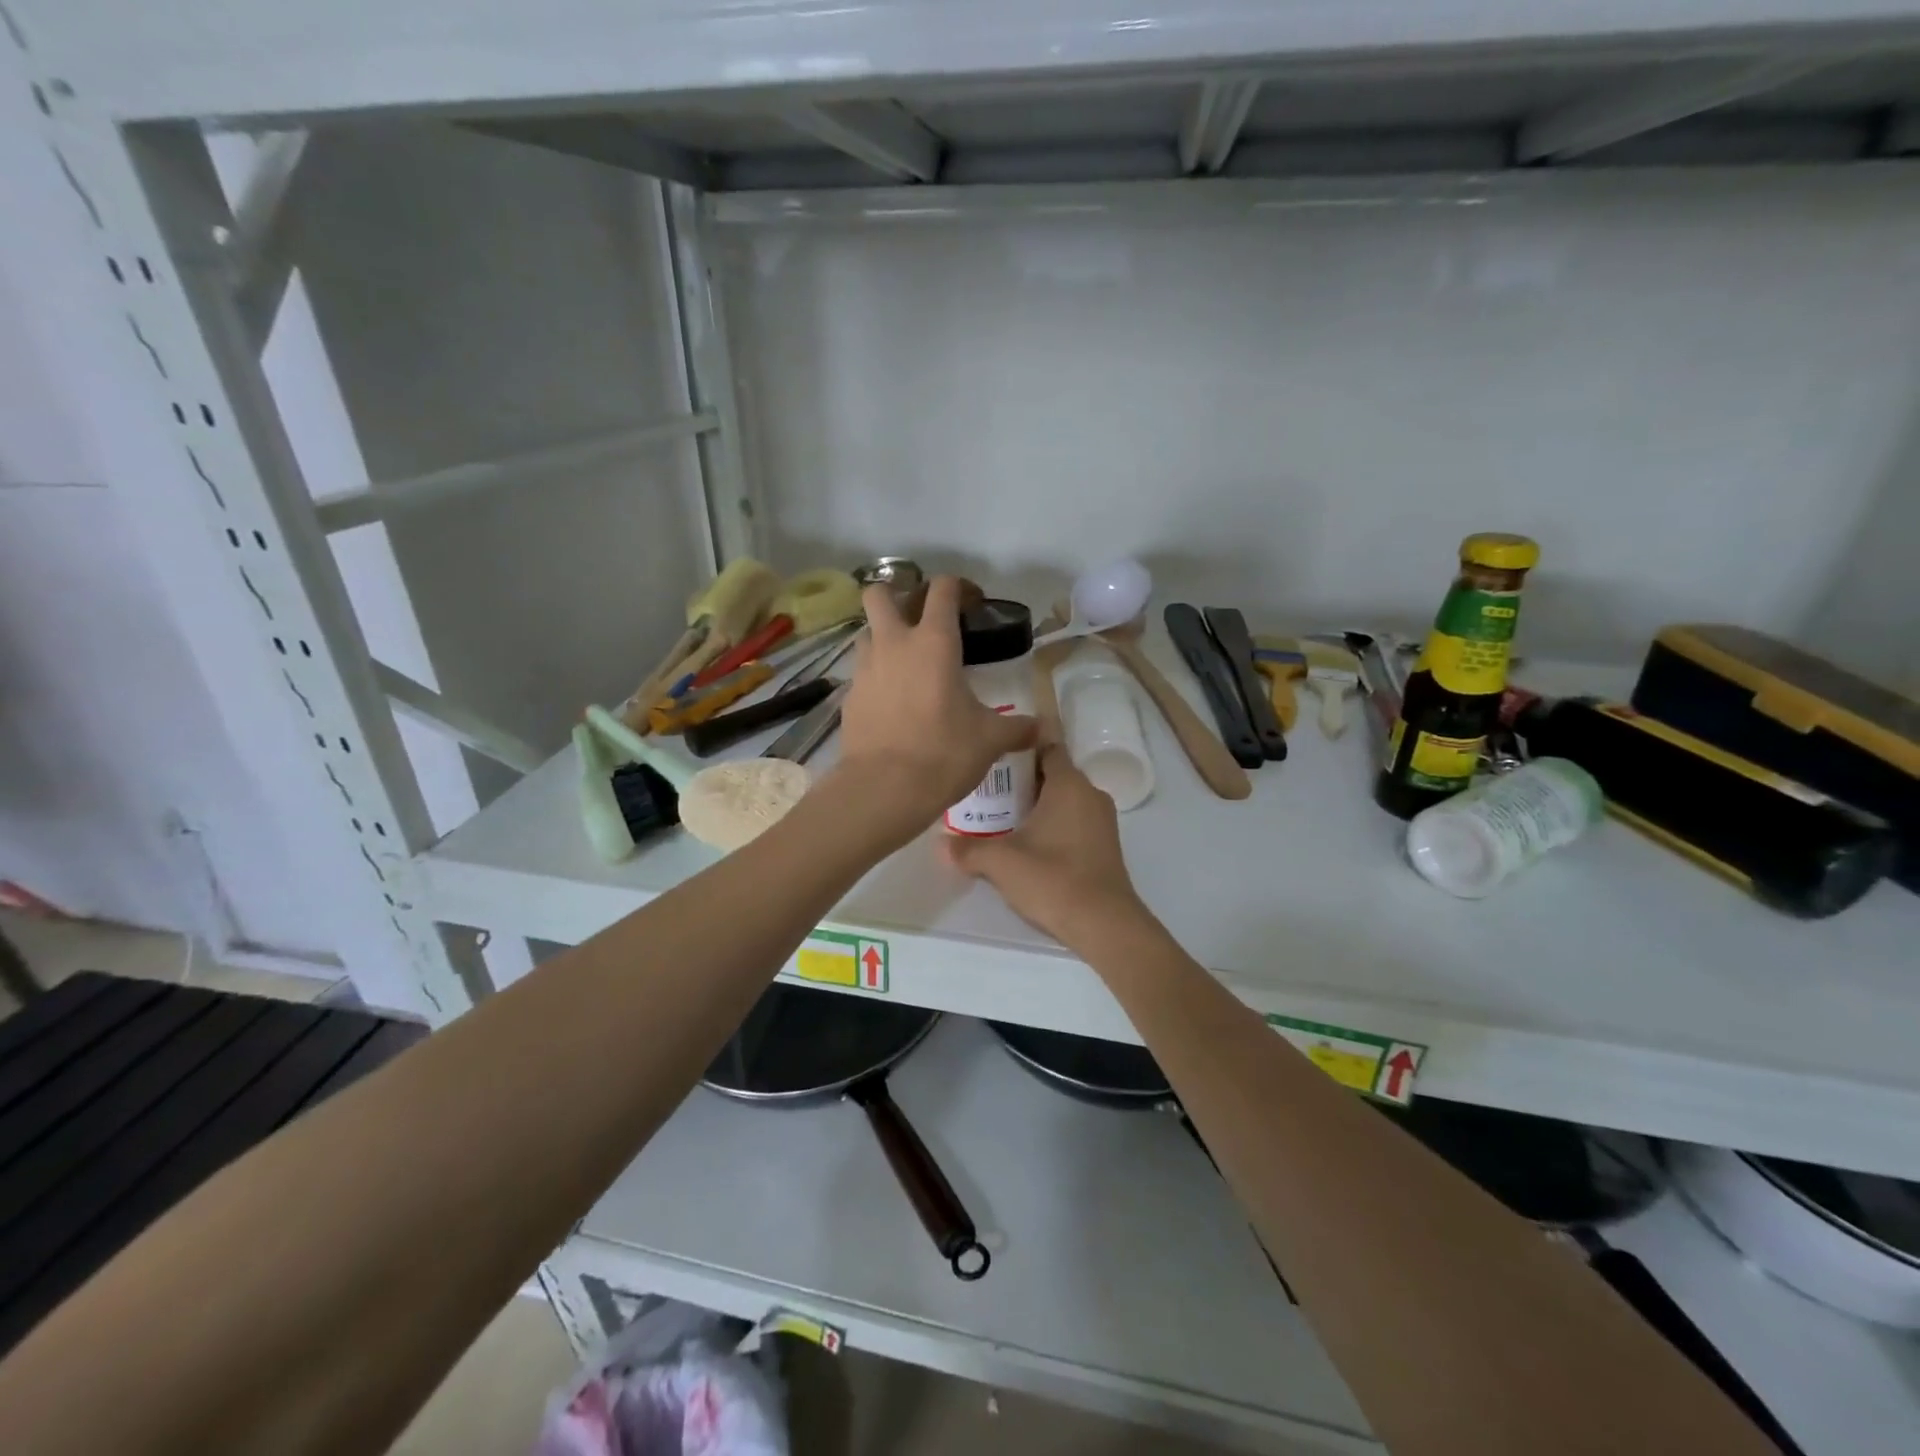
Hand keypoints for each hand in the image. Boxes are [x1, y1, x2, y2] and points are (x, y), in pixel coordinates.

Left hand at [831, 577, 1036, 839]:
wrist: (883, 788)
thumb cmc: (943, 753)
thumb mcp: (989, 740)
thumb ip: (1017, 728)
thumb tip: (1042, 729)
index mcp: (934, 642)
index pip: (942, 590)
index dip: (957, 587)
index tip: (970, 602)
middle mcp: (893, 643)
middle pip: (880, 594)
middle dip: (897, 596)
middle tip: (919, 619)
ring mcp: (865, 668)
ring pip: (866, 632)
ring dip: (882, 636)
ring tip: (905, 661)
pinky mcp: (849, 696)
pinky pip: (861, 672)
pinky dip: (875, 676)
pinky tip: (892, 701)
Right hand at [946, 743, 1148, 950]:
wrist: (1104, 925)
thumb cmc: (1053, 880)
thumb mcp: (1001, 863)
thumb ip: (968, 849)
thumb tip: (940, 844)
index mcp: (1069, 784)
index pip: (1046, 746)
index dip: (1019, 747)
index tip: (992, 756)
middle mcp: (1090, 794)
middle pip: (1052, 774)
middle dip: (1021, 780)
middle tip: (986, 790)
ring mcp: (1102, 821)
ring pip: (1064, 800)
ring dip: (1036, 805)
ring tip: (1000, 817)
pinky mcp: (1105, 845)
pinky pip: (1074, 821)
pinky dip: (1052, 824)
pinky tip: (1027, 844)